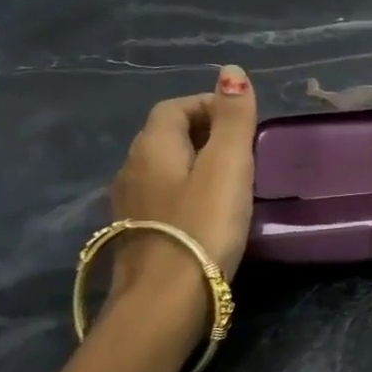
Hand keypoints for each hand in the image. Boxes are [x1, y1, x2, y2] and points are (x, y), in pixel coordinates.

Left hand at [104, 65, 257, 329]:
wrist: (166, 300)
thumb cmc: (204, 225)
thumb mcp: (228, 165)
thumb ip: (233, 118)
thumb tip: (231, 70)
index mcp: (152, 146)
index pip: (175, 106)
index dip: (209, 104)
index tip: (244, 123)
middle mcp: (131, 168)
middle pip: (166, 136)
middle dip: (204, 133)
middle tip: (244, 151)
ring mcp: (128, 205)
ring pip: (163, 169)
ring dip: (194, 165)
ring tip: (231, 182)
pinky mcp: (135, 236)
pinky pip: (161, 198)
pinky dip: (186, 193)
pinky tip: (208, 214)